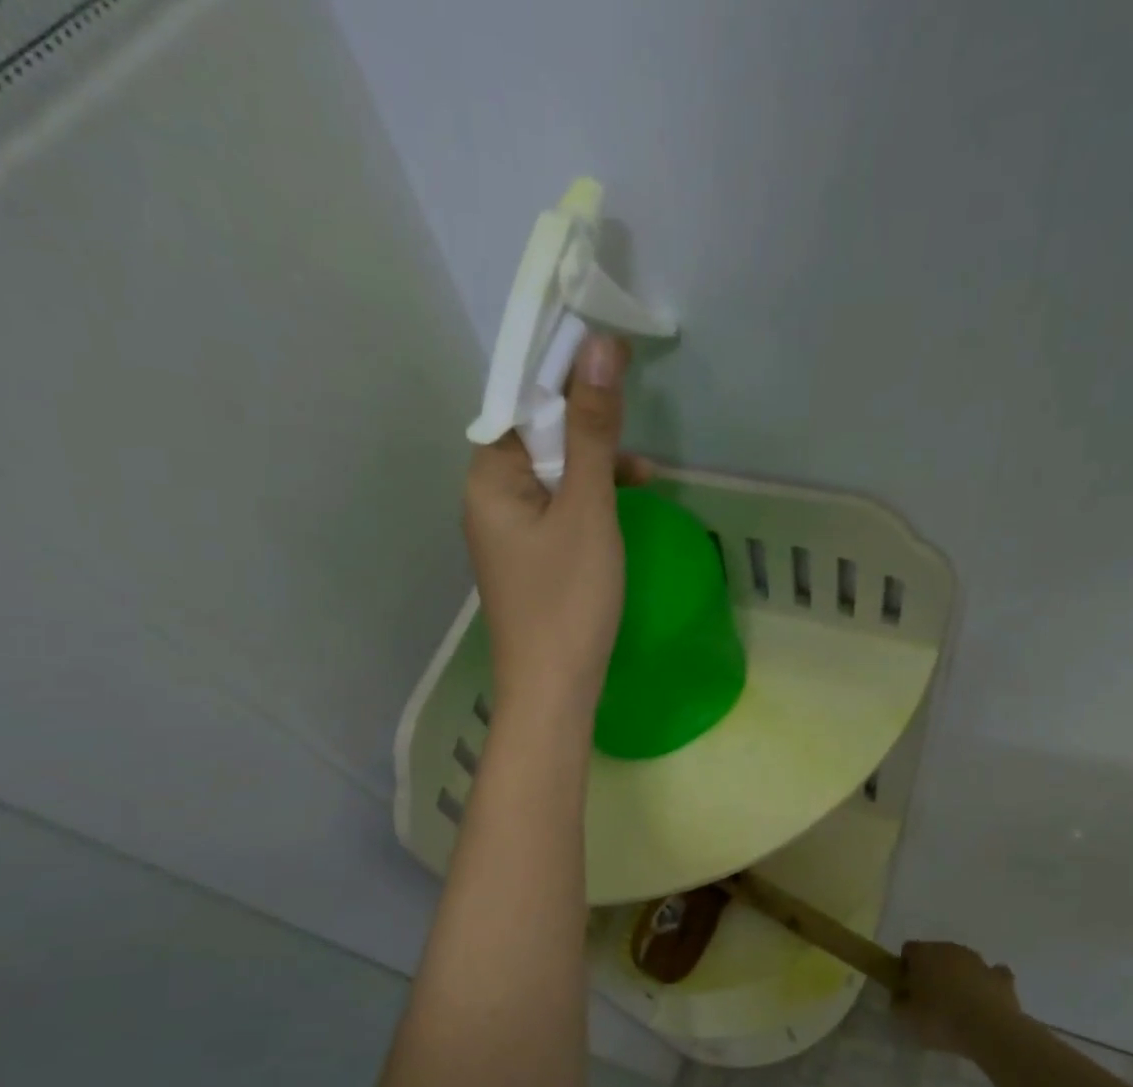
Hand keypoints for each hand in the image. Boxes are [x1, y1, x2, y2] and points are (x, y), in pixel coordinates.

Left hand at [464, 334, 647, 714]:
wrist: (554, 691)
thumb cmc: (569, 600)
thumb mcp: (587, 509)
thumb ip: (592, 431)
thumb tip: (598, 348)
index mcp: (488, 477)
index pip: (520, 401)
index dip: (564, 375)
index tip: (611, 358)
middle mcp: (487, 498)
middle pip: (536, 436)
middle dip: (586, 427)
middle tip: (635, 434)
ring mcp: (506, 531)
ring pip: (551, 475)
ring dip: (594, 466)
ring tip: (644, 477)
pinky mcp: (527, 558)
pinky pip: (556, 509)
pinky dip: (588, 501)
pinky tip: (622, 509)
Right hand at [896, 941, 1022, 1060]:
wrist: (990, 1031)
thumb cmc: (941, 1019)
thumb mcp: (906, 1017)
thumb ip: (898, 1003)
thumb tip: (900, 997)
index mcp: (924, 953)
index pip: (908, 950)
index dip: (905, 967)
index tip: (907, 988)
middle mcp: (951, 949)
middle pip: (936, 953)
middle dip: (932, 971)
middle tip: (930, 999)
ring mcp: (979, 961)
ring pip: (963, 963)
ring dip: (959, 977)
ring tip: (959, 1006)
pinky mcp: (1002, 977)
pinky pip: (991, 975)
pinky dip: (986, 984)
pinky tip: (984, 1002)